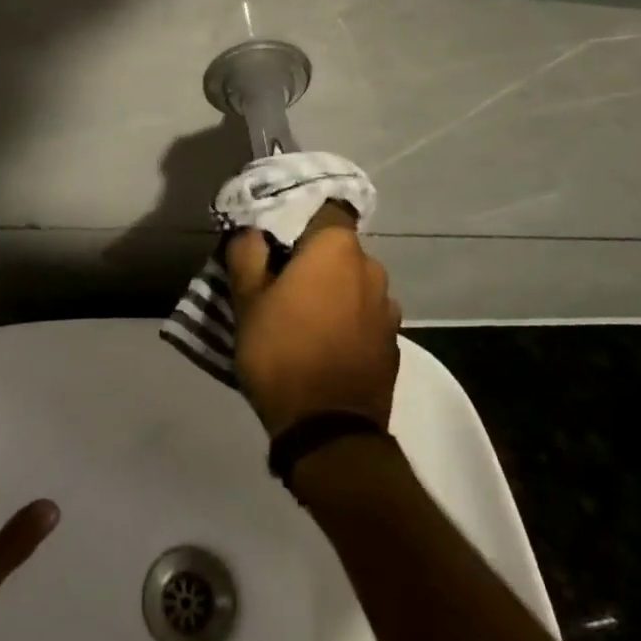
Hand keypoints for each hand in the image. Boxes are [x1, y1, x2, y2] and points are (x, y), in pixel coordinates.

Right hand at [226, 212, 401, 436]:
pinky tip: (325, 340)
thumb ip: (247, 254)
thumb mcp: (247, 301)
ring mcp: (387, 306)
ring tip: (303, 314)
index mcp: (337, 248)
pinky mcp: (393, 341)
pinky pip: (365, 313)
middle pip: (337, 247)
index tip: (275, 237)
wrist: (329, 431)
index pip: (324, 209)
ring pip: (353, 281)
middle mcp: (371, 267)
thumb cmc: (282, 353)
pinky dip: (347, 318)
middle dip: (312, 257)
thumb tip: (252, 231)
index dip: (298, 218)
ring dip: (332, 289)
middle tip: (280, 279)